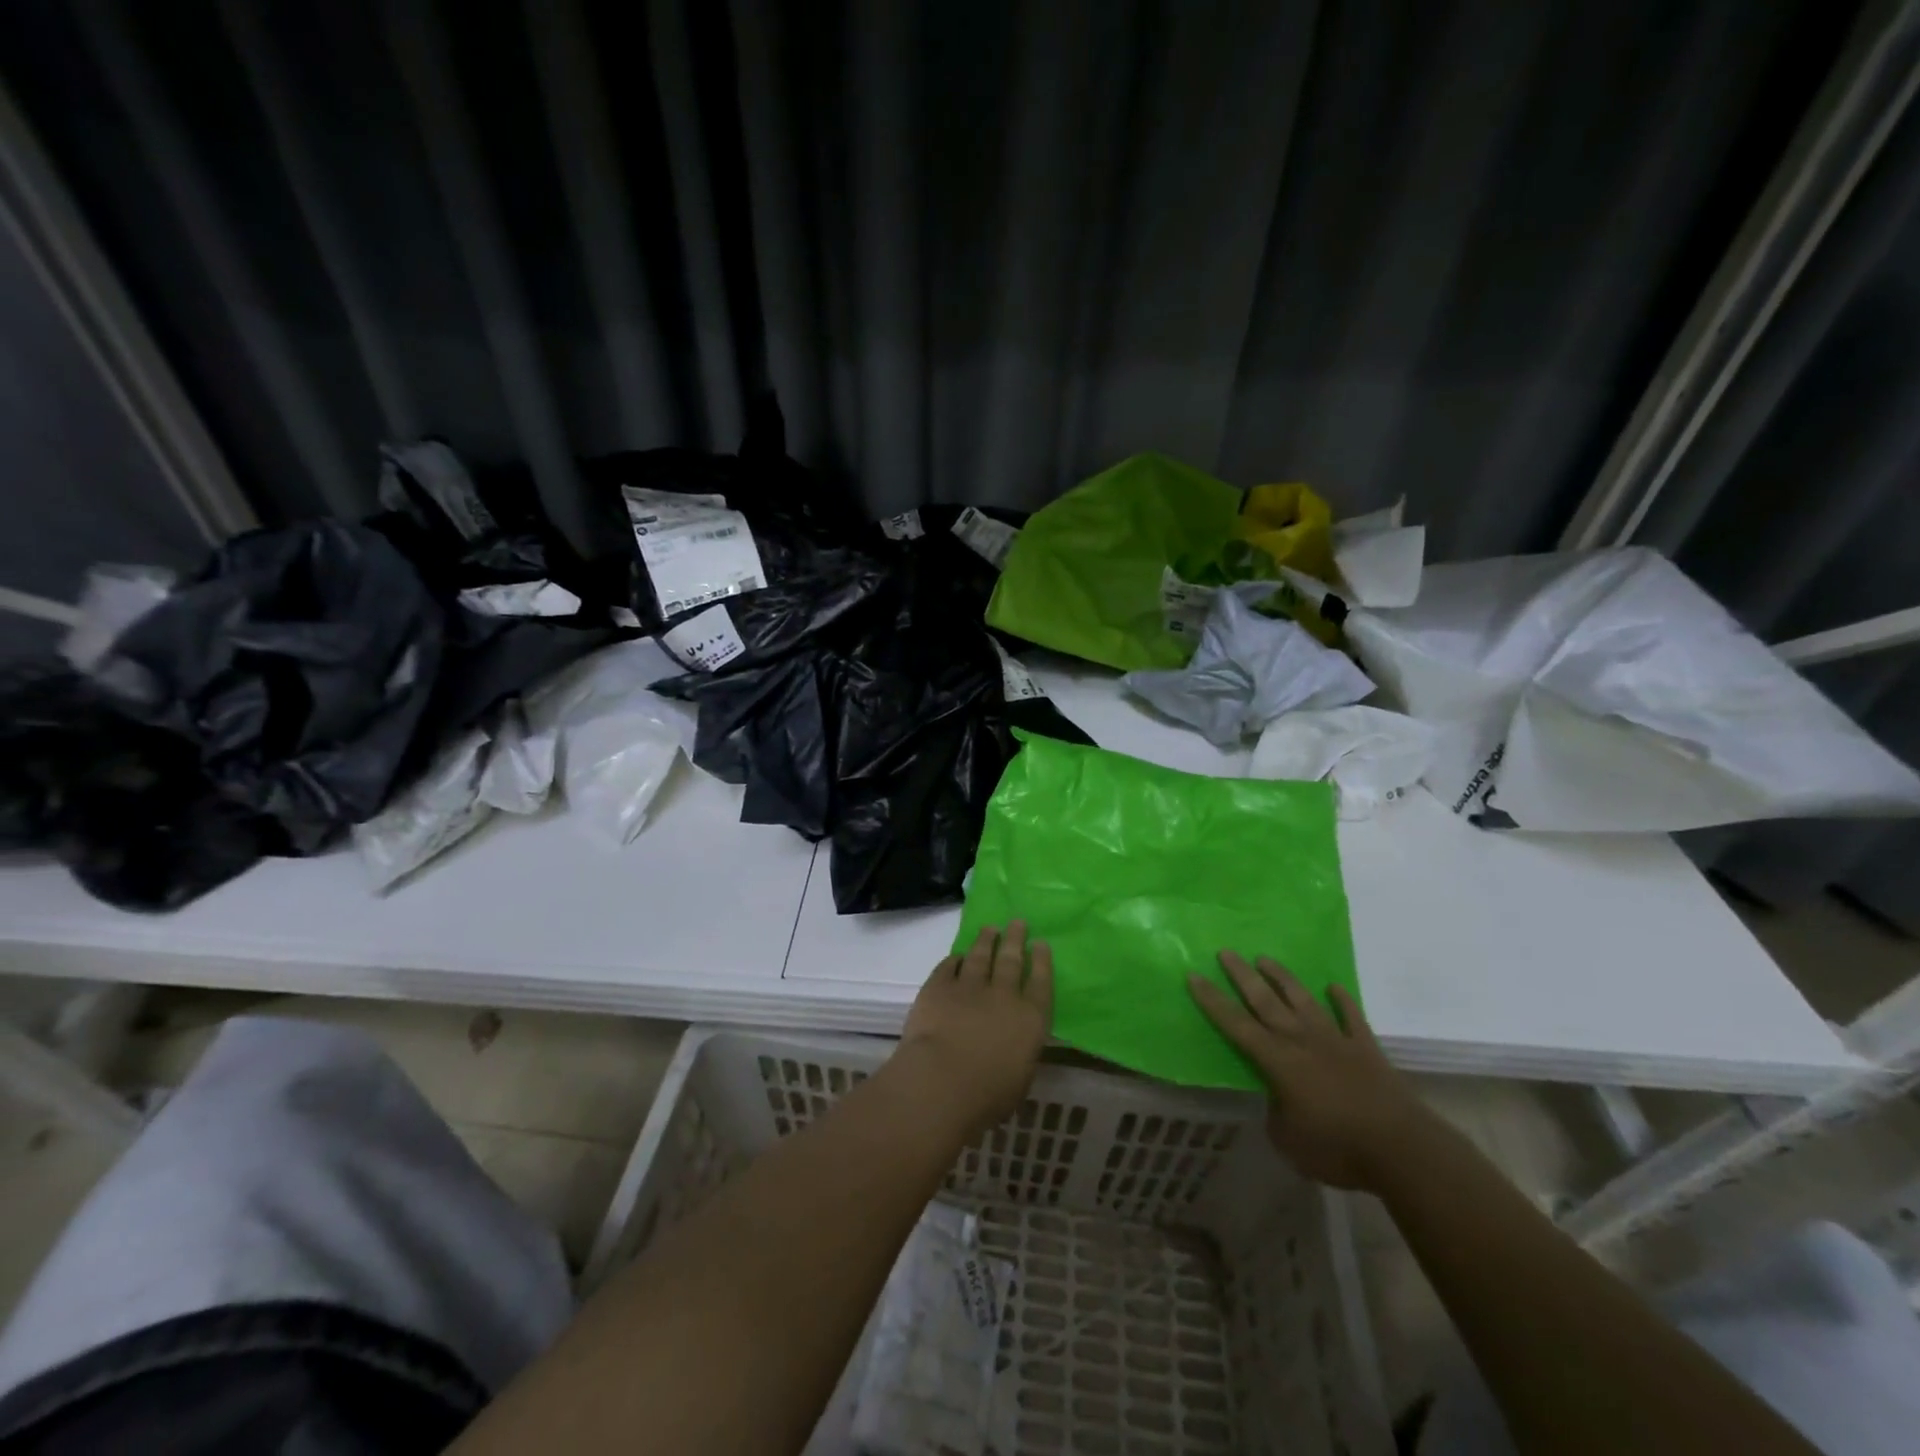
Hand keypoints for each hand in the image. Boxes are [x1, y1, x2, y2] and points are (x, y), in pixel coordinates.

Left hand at [895, 922, 1051, 1136]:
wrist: (941, 1081)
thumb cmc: (988, 1094)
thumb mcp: (1019, 1079)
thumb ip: (1020, 1054)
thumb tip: (1015, 1045)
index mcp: (1030, 1019)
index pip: (1041, 982)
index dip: (1041, 961)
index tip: (1040, 943)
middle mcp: (1003, 995)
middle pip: (1011, 959)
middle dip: (1015, 939)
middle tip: (1017, 922)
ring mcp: (969, 986)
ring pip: (981, 956)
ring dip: (986, 940)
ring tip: (990, 929)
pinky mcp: (938, 986)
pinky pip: (949, 966)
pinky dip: (954, 960)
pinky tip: (957, 956)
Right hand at [1189, 952, 1430, 1190]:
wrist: (1402, 1149)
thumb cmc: (1338, 1148)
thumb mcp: (1289, 1142)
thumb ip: (1276, 1115)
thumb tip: (1278, 1102)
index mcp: (1277, 1061)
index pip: (1236, 1025)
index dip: (1212, 1001)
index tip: (1194, 975)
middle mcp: (1301, 1041)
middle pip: (1266, 1001)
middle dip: (1242, 976)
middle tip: (1225, 951)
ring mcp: (1335, 1041)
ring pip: (1303, 1000)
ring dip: (1282, 978)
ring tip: (1265, 958)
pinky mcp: (1366, 1049)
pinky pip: (1351, 1017)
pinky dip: (1342, 1001)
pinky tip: (1333, 987)